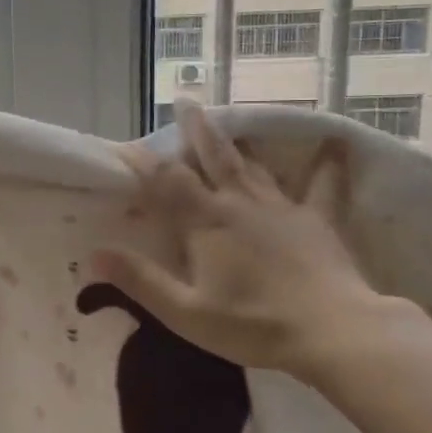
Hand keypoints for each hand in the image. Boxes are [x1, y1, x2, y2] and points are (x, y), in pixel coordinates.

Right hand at [90, 102, 409, 387]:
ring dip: (237, 143)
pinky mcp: (316, 221)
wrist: (333, 332)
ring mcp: (281, 208)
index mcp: (206, 222)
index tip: (123, 146)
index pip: (166, 181)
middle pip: (213, 157)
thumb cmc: (253, 325)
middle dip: (195, 129)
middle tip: (186, 100)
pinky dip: (327, 166)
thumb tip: (95, 253)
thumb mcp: (186, 312)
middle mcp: (240, 203)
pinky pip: (322, 186)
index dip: (142, 162)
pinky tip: (336, 145)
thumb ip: (140, 280)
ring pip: (253, 165)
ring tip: (228, 125)